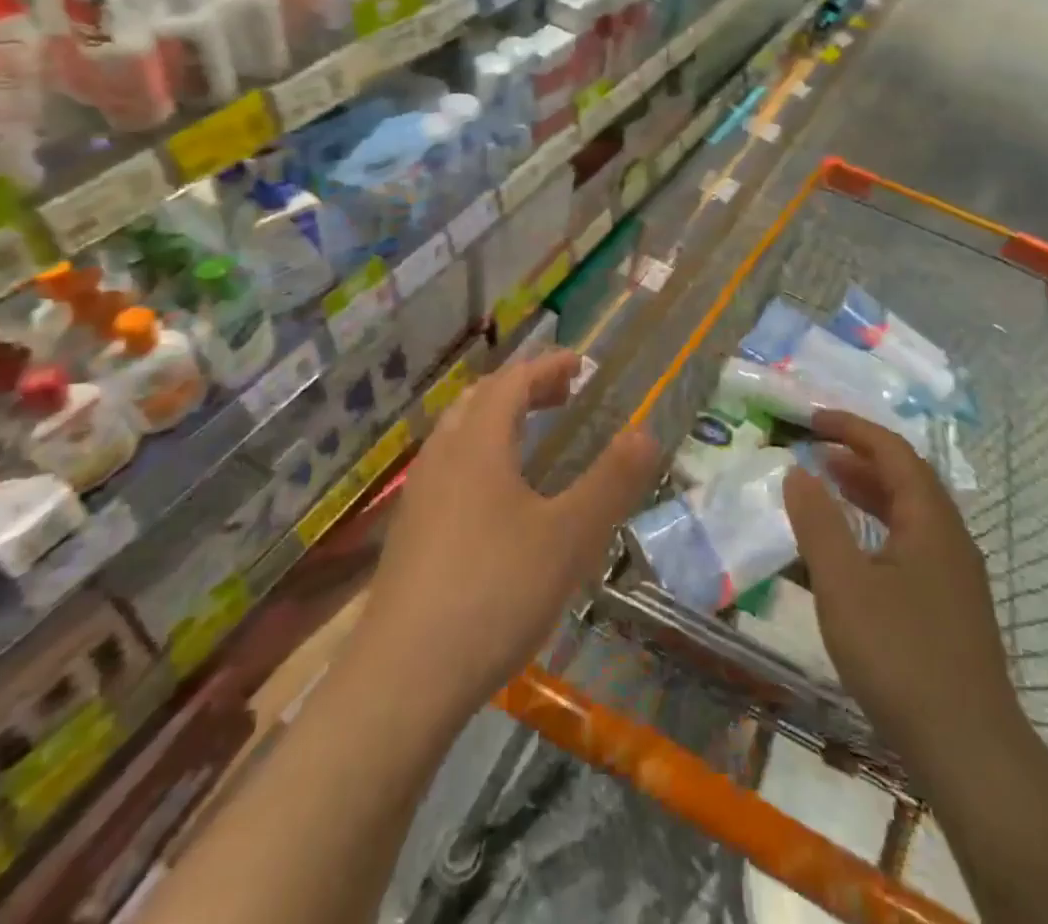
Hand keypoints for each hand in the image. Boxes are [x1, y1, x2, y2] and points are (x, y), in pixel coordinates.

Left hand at [358, 350, 657, 723]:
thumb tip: (645, 432)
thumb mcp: (570, 537)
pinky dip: (479, 459)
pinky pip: (448, 472)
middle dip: (522, 388)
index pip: (512, 382)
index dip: (548, 366)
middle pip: (478, 401)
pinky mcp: (408, 539)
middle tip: (561, 396)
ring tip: (531, 439)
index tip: (581, 364)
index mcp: (477, 444)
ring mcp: (418, 500)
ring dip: (496, 422)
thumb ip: (611, 481)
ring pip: (457, 437)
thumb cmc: (494, 593)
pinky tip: (497, 503)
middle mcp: (441, 459)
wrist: (401, 683)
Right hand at [783, 410, 1016, 759]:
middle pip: (906, 477)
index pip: (893, 451)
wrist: (969, 751)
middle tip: (815, 451)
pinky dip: (877, 528)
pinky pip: (911, 543)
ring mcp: (956, 574)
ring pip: (910, 512)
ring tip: (828, 487)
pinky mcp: (951, 606)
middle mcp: (950, 536)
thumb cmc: (901, 656)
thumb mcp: (844, 585)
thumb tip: (798, 471)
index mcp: (931, 519)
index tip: (812, 421)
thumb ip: (818, 523)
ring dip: (868, 492)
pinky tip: (853, 552)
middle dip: (859, 456)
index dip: (852, 428)